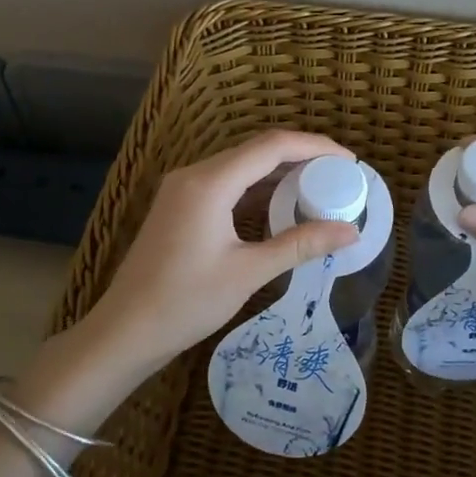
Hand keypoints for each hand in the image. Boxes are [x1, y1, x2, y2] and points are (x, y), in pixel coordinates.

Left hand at [73, 130, 360, 378]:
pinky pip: (226, 183)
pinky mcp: (179, 205)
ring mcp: (183, 188)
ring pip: (241, 166)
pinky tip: (280, 206)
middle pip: (256, 150)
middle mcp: (194, 174)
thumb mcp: (249, 272)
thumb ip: (300, 244)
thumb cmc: (186, 302)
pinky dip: (257, 188)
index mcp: (209, 182)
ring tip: (319, 189)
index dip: (314, 147)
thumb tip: (350, 232)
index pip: (272, 146)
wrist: (125, 330)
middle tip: (339, 178)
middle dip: (301, 158)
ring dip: (279, 173)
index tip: (349, 163)